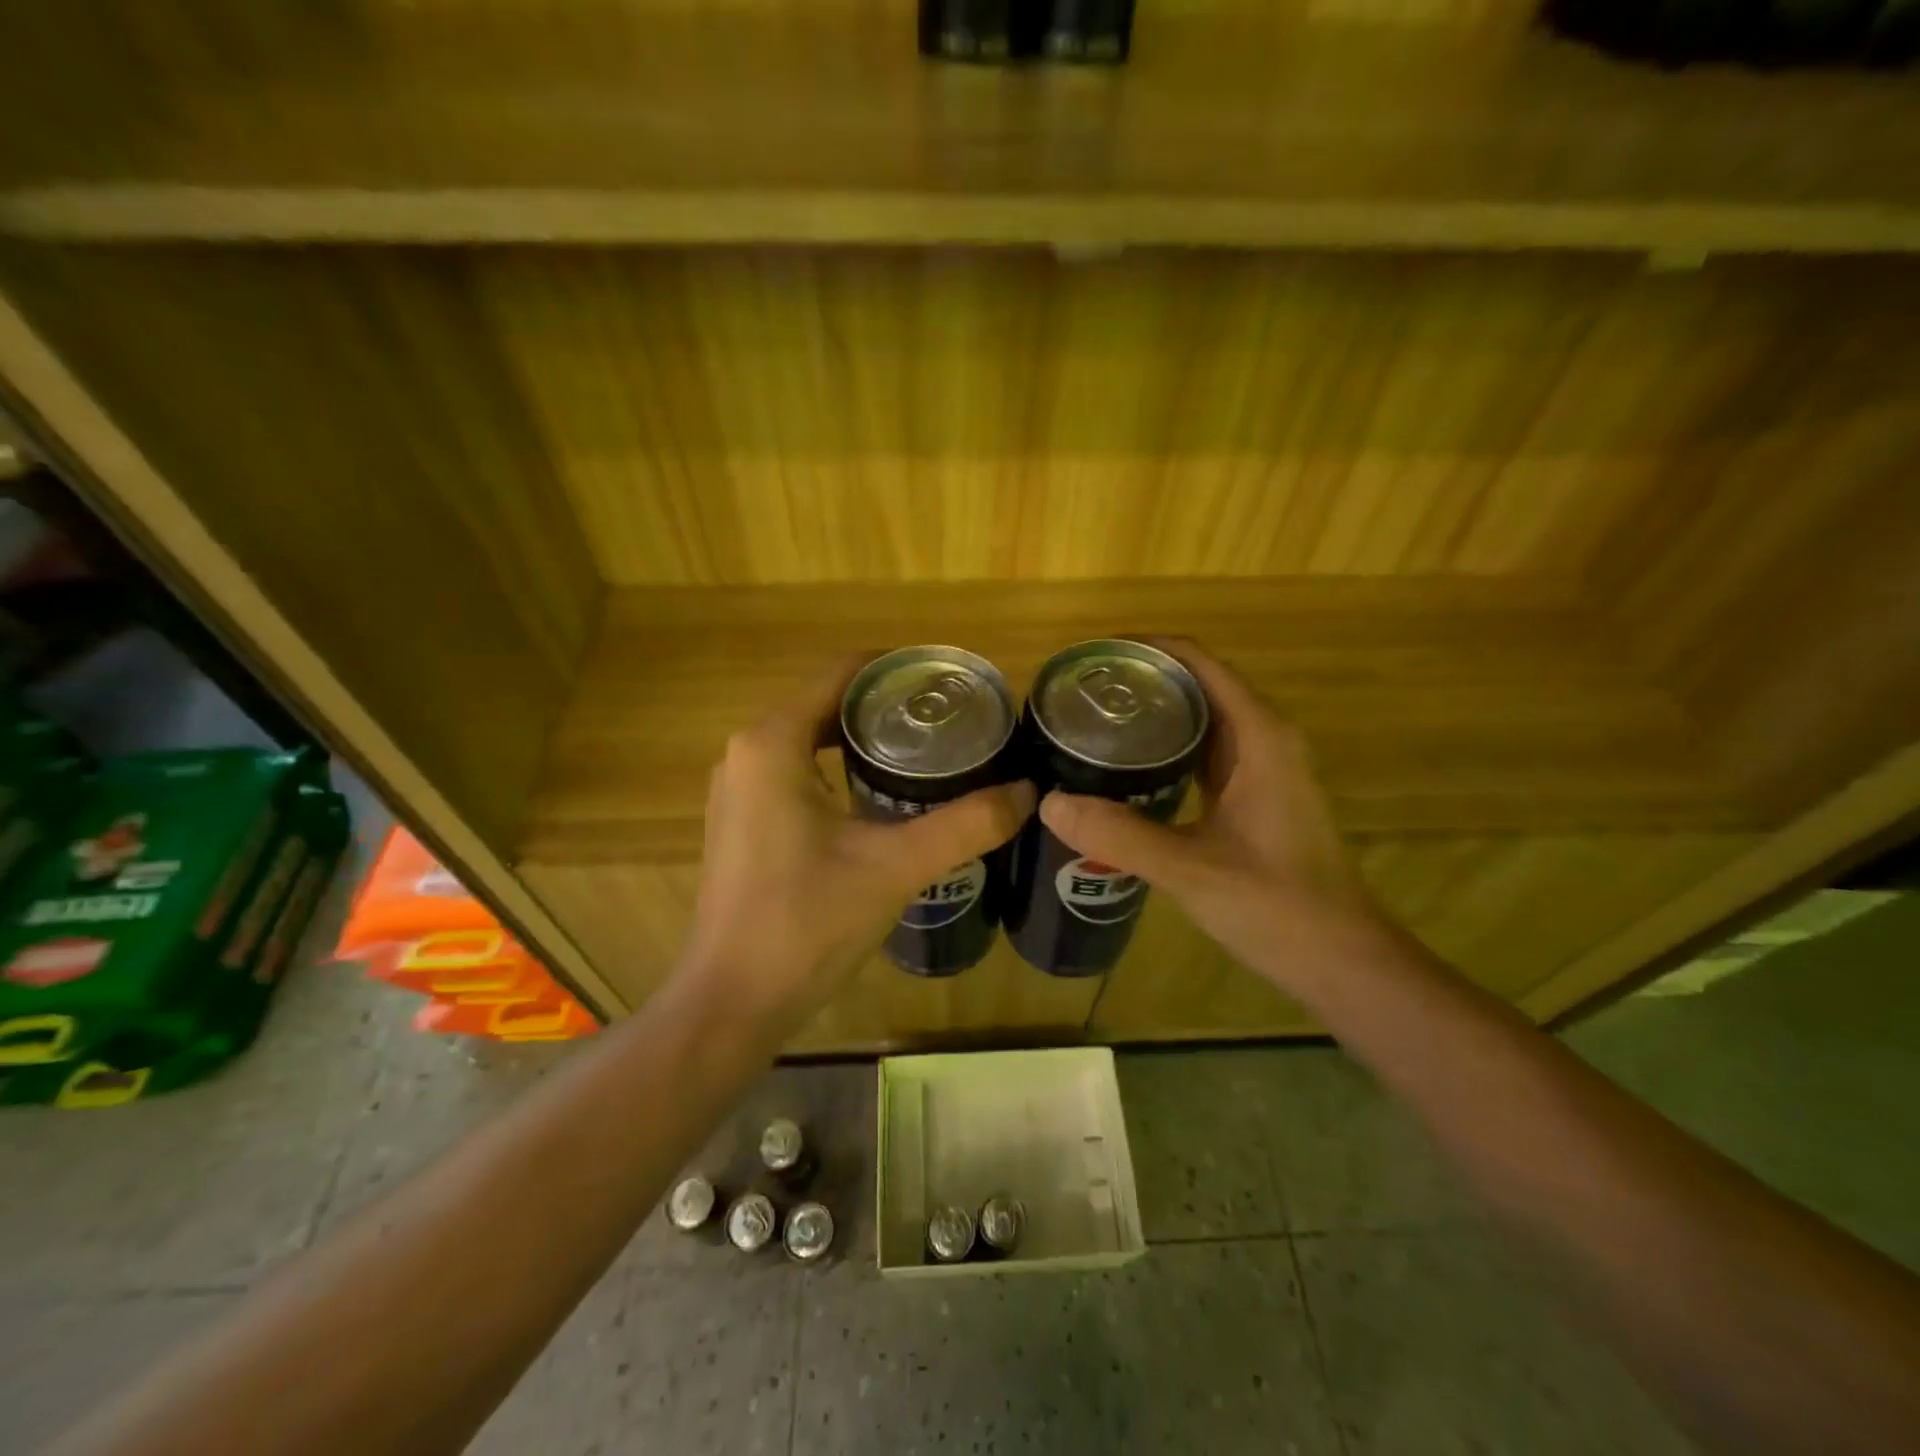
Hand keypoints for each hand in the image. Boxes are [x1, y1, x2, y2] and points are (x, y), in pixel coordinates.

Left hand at [682, 659, 1035, 1032]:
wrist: (733, 1002)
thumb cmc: (806, 923)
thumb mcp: (895, 867)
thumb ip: (966, 824)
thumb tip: (1028, 791)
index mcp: (774, 741)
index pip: (844, 672)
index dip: (901, 669)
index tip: (953, 685)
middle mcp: (748, 750)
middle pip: (830, 701)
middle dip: (891, 705)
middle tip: (954, 721)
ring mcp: (740, 787)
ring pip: (814, 736)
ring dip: (867, 737)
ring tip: (932, 750)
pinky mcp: (744, 819)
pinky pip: (799, 769)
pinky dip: (843, 767)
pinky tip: (887, 794)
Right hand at [1038, 639, 1388, 994]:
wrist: (1340, 960)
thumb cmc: (1278, 907)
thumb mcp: (1191, 869)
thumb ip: (1119, 835)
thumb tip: (1047, 803)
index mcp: (1259, 736)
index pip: (1198, 662)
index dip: (1146, 649)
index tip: (1092, 657)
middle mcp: (1264, 739)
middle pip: (1197, 684)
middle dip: (1140, 680)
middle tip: (1076, 695)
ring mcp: (1262, 768)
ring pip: (1201, 720)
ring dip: (1152, 714)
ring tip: (1090, 722)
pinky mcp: (1254, 796)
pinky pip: (1203, 753)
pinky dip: (1165, 749)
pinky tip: (1125, 769)